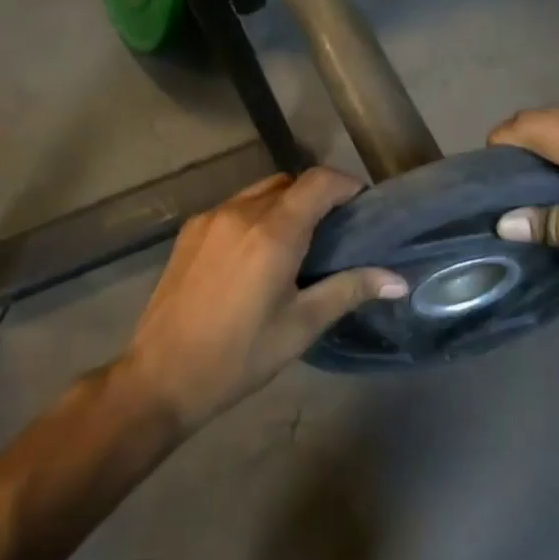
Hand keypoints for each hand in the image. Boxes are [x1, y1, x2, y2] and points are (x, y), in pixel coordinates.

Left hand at [121, 169, 405, 428]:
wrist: (159, 377)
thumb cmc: (238, 357)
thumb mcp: (300, 326)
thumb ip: (350, 290)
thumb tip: (399, 279)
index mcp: (272, 233)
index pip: (318, 182)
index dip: (346, 185)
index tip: (362, 208)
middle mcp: (240, 212)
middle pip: (290, 182)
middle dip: (317, 196)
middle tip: (335, 232)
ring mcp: (210, 218)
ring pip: (260, 191)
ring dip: (285, 204)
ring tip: (298, 243)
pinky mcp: (189, 231)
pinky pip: (234, 207)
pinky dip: (256, 215)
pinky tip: (256, 254)